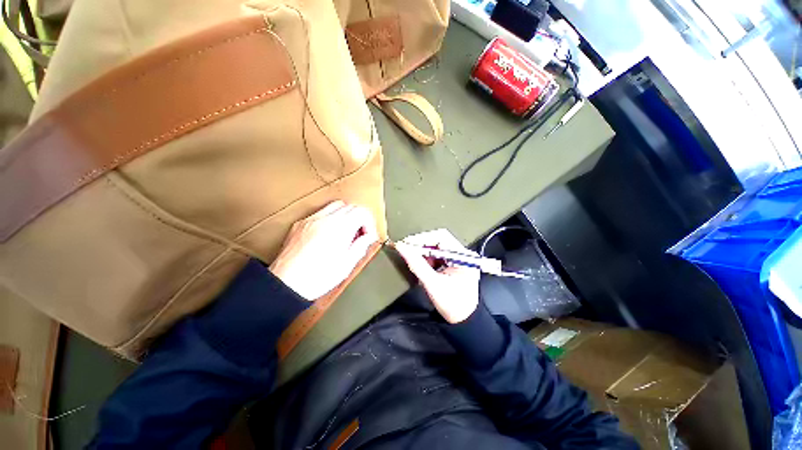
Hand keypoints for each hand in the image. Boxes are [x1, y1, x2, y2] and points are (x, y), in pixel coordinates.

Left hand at [270, 201, 377, 300]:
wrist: (285, 285)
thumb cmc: (315, 278)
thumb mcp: (346, 265)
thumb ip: (361, 246)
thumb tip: (369, 237)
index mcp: (339, 228)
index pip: (362, 212)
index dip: (369, 223)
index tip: (369, 235)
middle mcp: (325, 219)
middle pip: (350, 206)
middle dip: (359, 218)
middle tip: (359, 234)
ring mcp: (311, 220)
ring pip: (335, 205)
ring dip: (346, 216)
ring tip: (345, 233)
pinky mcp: (300, 224)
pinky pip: (320, 212)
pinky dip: (331, 218)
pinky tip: (329, 234)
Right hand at [394, 229, 479, 323]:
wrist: (463, 320)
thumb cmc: (452, 304)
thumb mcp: (432, 284)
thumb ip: (416, 264)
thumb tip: (401, 247)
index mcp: (463, 256)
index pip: (441, 237)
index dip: (422, 238)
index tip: (406, 243)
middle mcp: (462, 253)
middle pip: (438, 239)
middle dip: (421, 244)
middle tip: (406, 250)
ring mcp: (458, 257)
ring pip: (436, 246)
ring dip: (423, 251)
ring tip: (413, 259)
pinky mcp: (453, 262)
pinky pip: (437, 254)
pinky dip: (427, 258)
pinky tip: (421, 265)